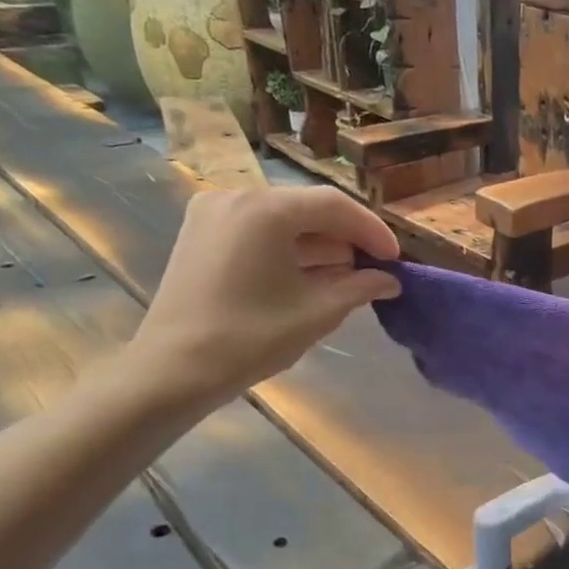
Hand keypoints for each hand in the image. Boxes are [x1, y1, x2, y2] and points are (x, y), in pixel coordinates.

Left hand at [129, 186, 400, 404]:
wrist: (173, 370)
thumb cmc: (252, 337)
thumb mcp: (319, 311)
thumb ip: (361, 287)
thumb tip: (390, 280)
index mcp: (266, 210)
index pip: (335, 206)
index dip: (372, 231)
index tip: (396, 259)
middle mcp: (237, 198)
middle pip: (309, 208)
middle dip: (346, 238)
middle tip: (375, 268)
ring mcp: (213, 213)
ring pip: (285, 219)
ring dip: (320, 245)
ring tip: (348, 277)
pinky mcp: (201, 234)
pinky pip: (260, 230)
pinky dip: (290, 248)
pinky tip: (311, 275)